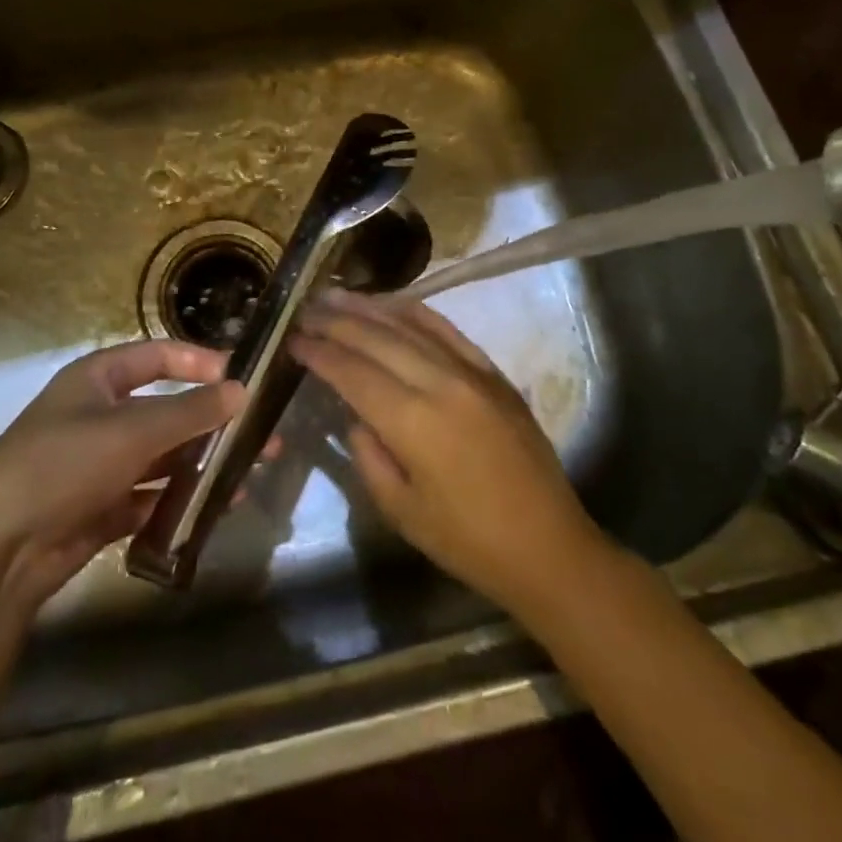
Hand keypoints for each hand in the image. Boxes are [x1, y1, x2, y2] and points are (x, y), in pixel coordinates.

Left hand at [0, 340, 244, 616]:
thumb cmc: (63, 464)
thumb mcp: (132, 430)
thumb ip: (190, 411)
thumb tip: (242, 390)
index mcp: (97, 379)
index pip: (158, 356)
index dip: (200, 361)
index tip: (243, 377)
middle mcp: (100, 415)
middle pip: (167, 410)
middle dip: (213, 421)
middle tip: (262, 435)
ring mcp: (100, 464)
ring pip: (163, 455)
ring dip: (203, 462)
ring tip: (250, 470)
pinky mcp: (102, 508)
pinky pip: (152, 495)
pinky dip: (182, 498)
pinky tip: (218, 504)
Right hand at [293, 290, 598, 620]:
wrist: (548, 546)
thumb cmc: (468, 541)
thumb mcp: (401, 511)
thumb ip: (369, 456)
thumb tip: (356, 416)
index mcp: (413, 422)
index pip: (352, 372)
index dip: (319, 353)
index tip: (293, 339)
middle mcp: (440, 383)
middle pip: (376, 339)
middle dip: (336, 322)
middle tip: (305, 311)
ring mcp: (471, 372)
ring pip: (410, 325)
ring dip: (369, 307)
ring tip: (337, 295)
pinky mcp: (492, 372)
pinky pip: (448, 330)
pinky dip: (416, 312)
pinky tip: (394, 303)